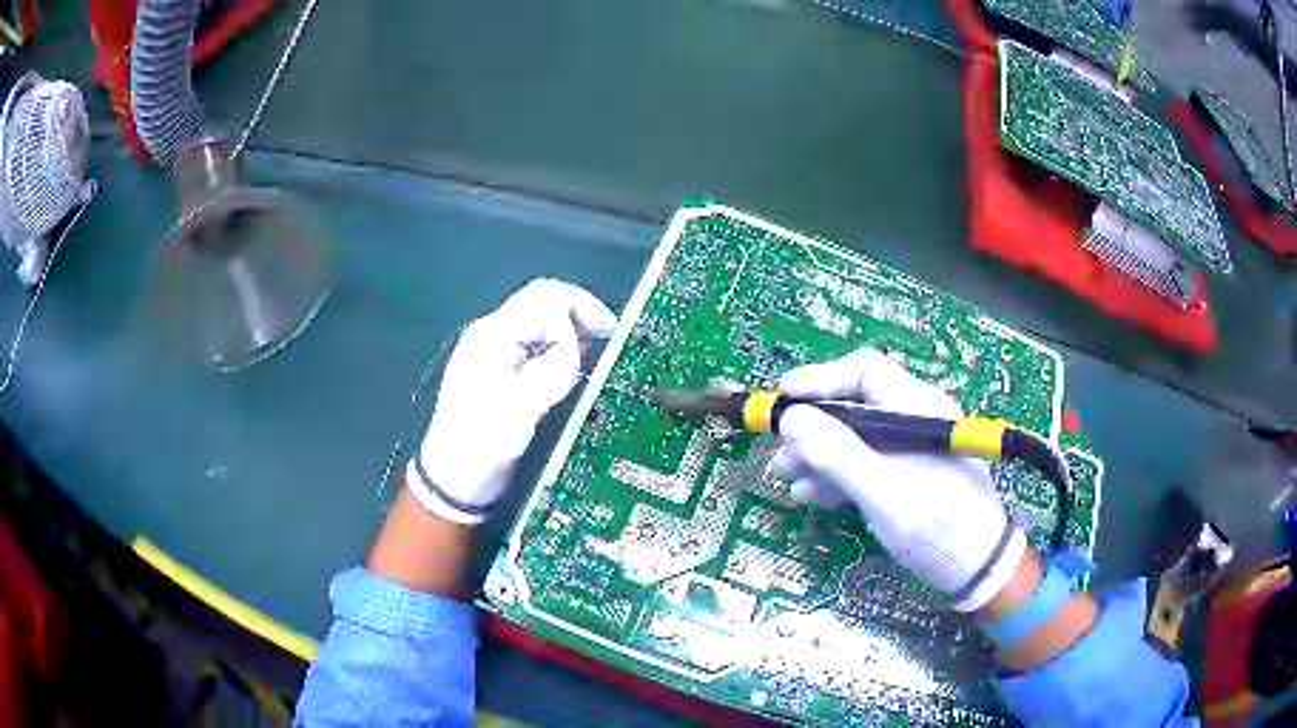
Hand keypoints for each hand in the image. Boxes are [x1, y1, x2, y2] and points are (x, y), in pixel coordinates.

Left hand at [407, 279, 616, 524]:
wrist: (454, 482)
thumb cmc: (482, 445)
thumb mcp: (520, 409)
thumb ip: (551, 371)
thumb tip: (577, 347)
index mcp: (493, 336)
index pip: (544, 297)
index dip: (582, 306)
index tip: (611, 333)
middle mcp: (494, 337)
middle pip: (546, 308)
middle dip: (579, 325)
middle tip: (606, 353)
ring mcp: (497, 356)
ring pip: (545, 330)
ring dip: (572, 344)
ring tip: (590, 372)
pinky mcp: (503, 375)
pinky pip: (539, 352)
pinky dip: (561, 359)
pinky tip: (571, 381)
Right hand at [773, 348, 1025, 611]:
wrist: (980, 570)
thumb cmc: (939, 529)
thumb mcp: (886, 496)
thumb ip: (840, 456)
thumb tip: (792, 419)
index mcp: (918, 409)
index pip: (864, 372)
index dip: (819, 380)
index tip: (781, 401)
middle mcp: (915, 419)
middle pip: (855, 404)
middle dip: (814, 426)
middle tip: (781, 454)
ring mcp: (912, 448)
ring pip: (856, 435)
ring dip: (819, 453)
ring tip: (788, 478)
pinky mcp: (909, 474)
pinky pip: (866, 462)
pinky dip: (837, 474)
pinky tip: (814, 494)